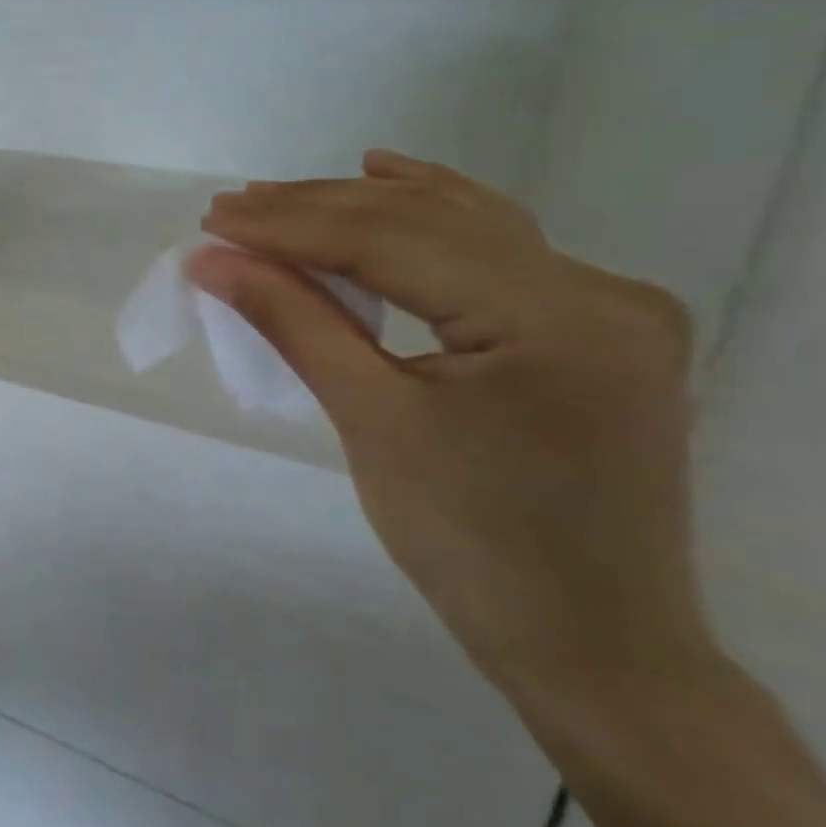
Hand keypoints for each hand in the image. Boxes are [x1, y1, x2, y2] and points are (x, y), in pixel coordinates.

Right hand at [189, 150, 710, 698]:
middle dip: (319, 209)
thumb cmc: (471, 546)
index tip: (216, 217)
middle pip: (430, 220)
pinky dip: (431, 221)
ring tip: (285, 197)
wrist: (593, 645)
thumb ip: (294, 322)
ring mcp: (611, 307)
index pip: (393, 241)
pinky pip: (500, 252)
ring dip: (368, 206)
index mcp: (554, 318)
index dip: (292, 224)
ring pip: (467, 225)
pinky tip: (392, 182)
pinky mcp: (599, 328)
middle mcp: (599, 291)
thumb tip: (214, 261)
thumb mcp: (370, 423)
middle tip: (233, 205)